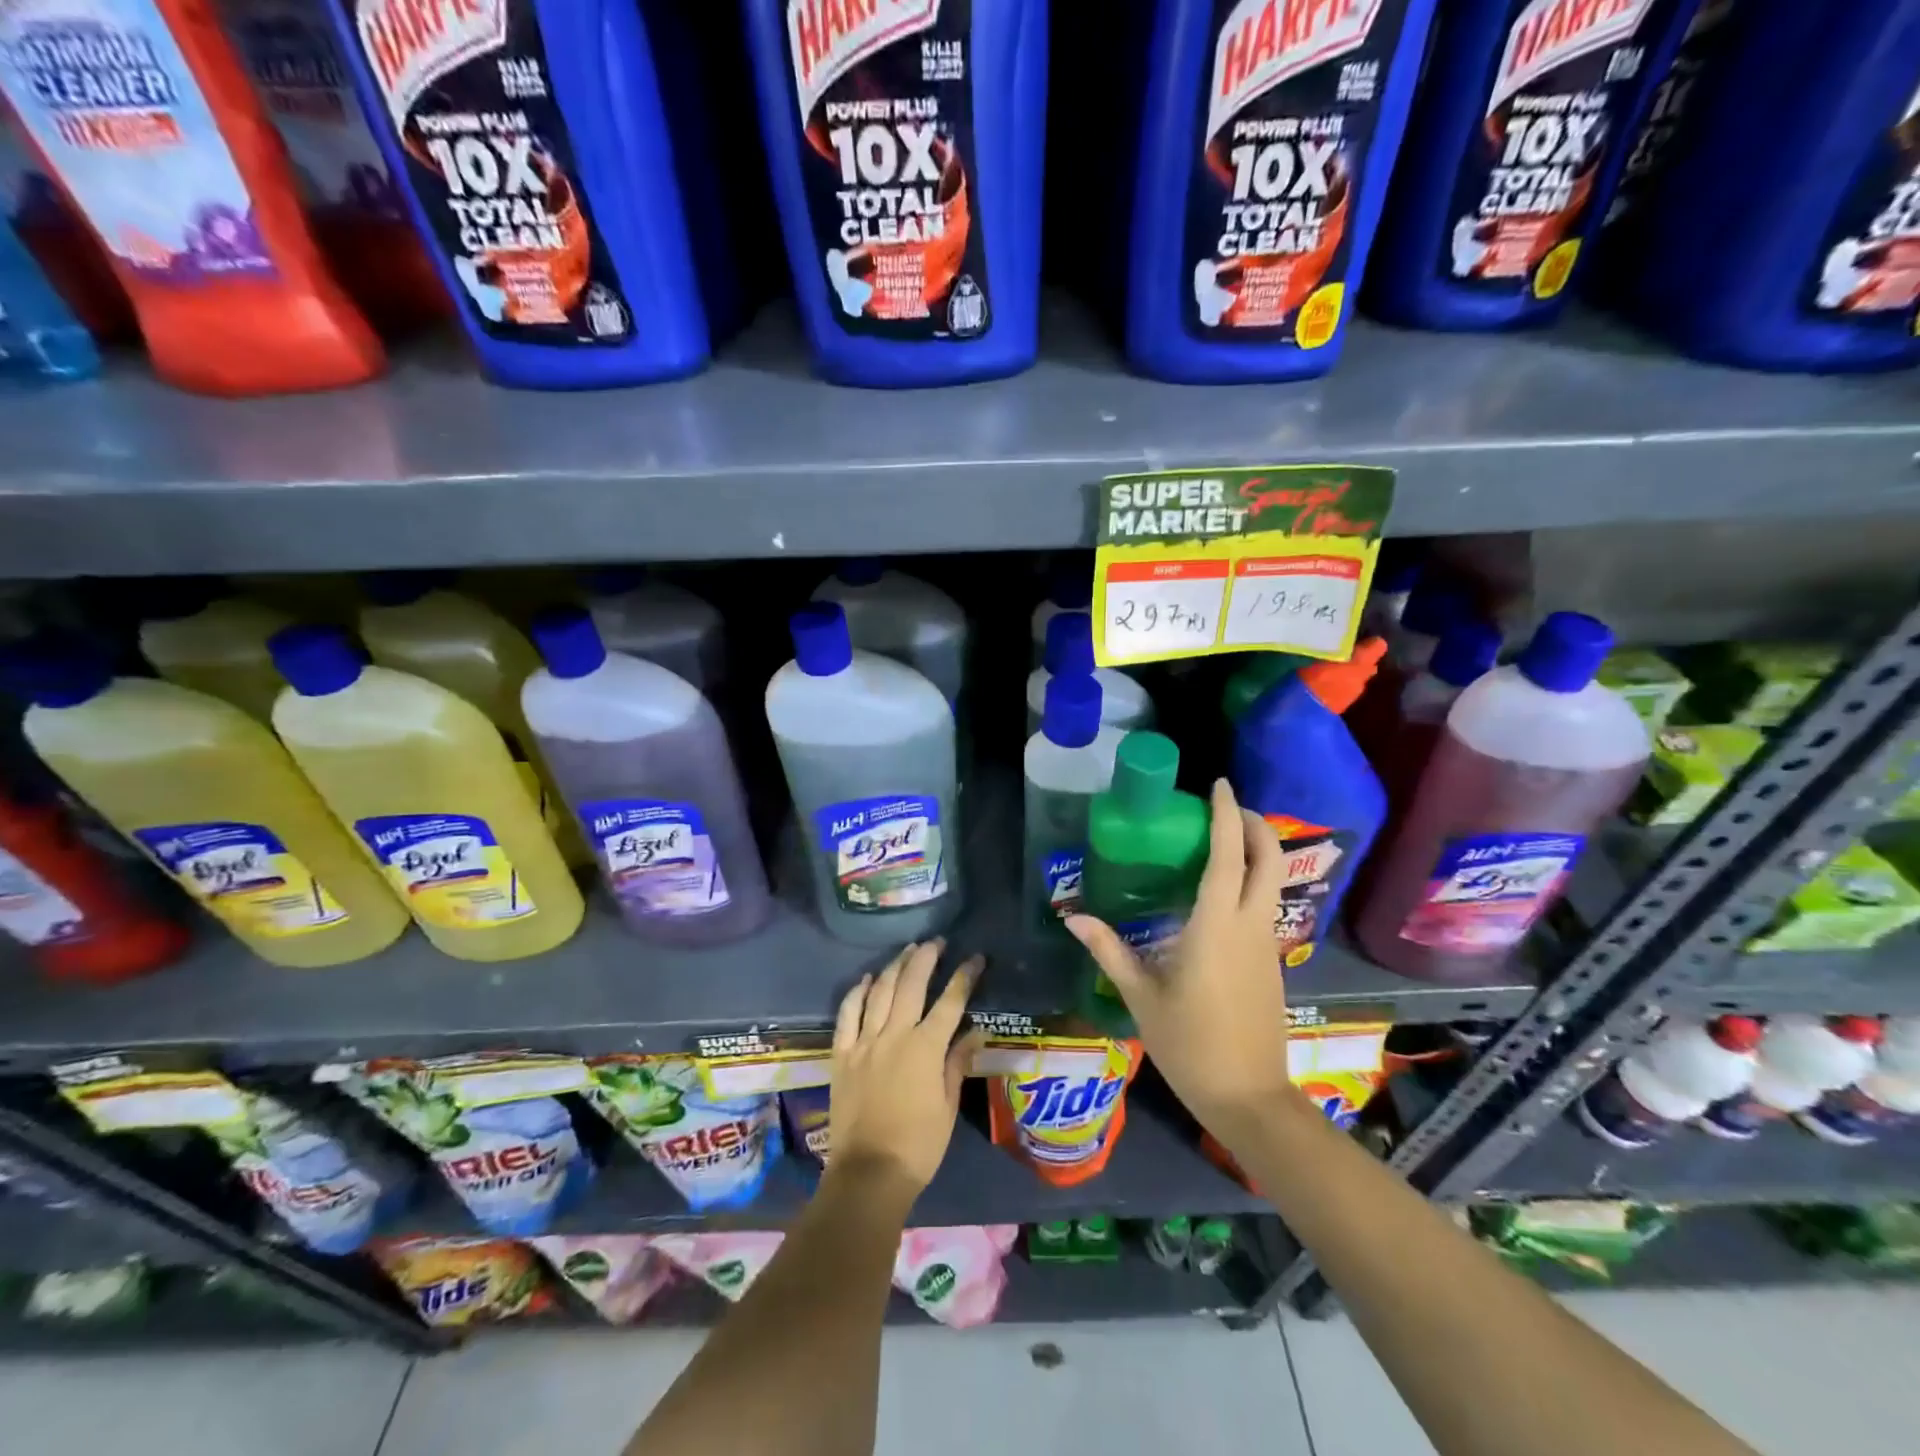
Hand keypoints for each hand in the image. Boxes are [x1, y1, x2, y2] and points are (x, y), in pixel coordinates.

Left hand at [826, 940, 985, 1206]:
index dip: (964, 976)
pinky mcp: (842, 1054)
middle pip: (911, 985)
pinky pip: (847, 1014)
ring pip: (879, 991)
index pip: (950, 1002)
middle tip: (936, 942)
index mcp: (926, 1048)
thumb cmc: (918, 1146)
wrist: (868, 1174)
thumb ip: (957, 1063)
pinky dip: (857, 992)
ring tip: (907, 950)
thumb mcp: (947, 1106)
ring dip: (894, 966)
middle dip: (926, 958)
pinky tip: (866, 978)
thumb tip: (975, 1031)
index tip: (975, 958)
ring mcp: (864, 1042)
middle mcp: (894, 1035)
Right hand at [1067, 780, 1291, 1133]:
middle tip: (1225, 808)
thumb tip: (1072, 917)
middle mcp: (1250, 925)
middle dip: (1254, 824)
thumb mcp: (1141, 996)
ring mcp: (1267, 944)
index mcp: (1218, 926)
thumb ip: (1109, 950)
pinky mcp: (1271, 962)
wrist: (1249, 1098)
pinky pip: (1265, 905)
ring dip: (1256, 851)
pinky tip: (1221, 894)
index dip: (1226, 814)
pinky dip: (1252, 881)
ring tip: (1220, 842)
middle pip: (1268, 859)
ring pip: (1272, 881)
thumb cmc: (1191, 1044)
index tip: (1218, 784)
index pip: (1229, 855)